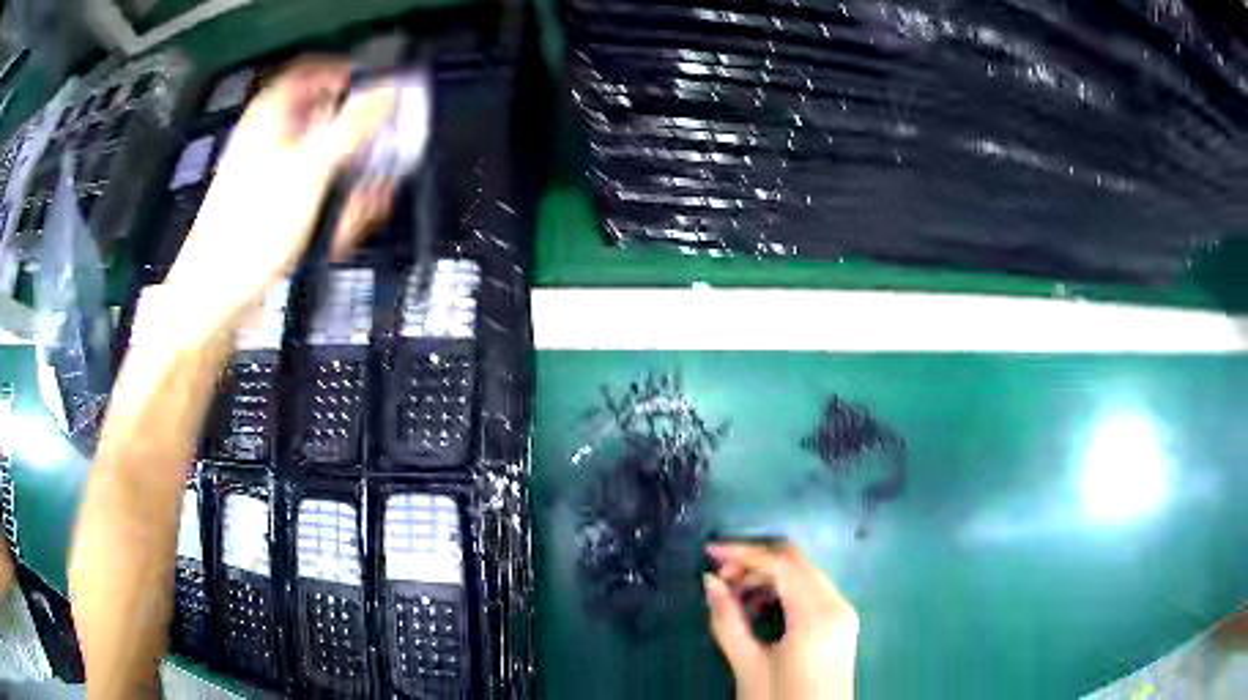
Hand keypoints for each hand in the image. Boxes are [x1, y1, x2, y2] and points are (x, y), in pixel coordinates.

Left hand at [166, 58, 395, 332]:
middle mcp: (271, 138)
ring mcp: (271, 175)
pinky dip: (331, 210)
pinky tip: (338, 233)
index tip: (379, 95)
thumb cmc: (253, 226)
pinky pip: (312, 196)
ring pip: (324, 164)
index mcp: (273, 113)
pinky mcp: (273, 209)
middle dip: (356, 146)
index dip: (349, 77)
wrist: (218, 293)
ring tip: (358, 212)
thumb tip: (390, 91)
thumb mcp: (311, 168)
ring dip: (348, 185)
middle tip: (375, 165)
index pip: (315, 71)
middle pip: (326, 121)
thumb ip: (354, 125)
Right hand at [705, 543, 858, 699]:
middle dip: (755, 562)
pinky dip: (785, 590)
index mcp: (816, 614)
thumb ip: (728, 621)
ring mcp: (844, 613)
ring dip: (769, 576)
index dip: (743, 553)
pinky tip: (760, 608)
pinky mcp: (842, 624)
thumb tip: (710, 582)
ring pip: (805, 574)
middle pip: (796, 562)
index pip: (780, 564)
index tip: (708, 553)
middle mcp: (837, 604)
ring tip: (734, 597)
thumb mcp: (748, 666)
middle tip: (719, 579)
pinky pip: (812, 591)